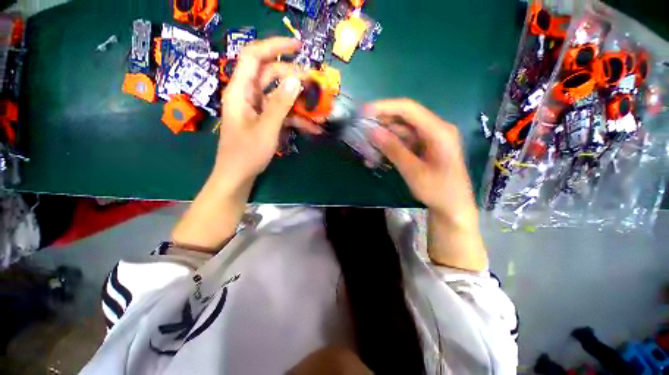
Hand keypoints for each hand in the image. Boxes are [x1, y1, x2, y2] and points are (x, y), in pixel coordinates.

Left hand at [215, 37, 303, 185]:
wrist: (239, 175)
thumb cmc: (247, 153)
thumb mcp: (267, 128)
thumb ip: (281, 104)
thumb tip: (297, 80)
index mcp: (241, 91)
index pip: (254, 56)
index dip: (274, 46)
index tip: (298, 47)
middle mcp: (248, 95)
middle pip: (271, 75)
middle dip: (293, 77)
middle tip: (314, 84)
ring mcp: (258, 109)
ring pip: (279, 95)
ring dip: (299, 101)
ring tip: (318, 108)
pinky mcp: (266, 120)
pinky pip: (282, 113)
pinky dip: (297, 118)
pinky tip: (312, 127)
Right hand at [366, 99, 486, 270]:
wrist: (452, 207)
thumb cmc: (438, 191)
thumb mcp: (414, 171)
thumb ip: (394, 150)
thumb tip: (372, 131)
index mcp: (438, 131)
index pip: (408, 109)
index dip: (385, 107)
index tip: (363, 112)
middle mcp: (434, 130)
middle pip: (403, 119)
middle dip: (381, 123)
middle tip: (360, 130)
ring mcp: (428, 139)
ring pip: (401, 131)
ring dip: (382, 137)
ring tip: (364, 145)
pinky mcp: (423, 148)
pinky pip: (403, 142)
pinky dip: (389, 147)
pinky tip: (375, 155)